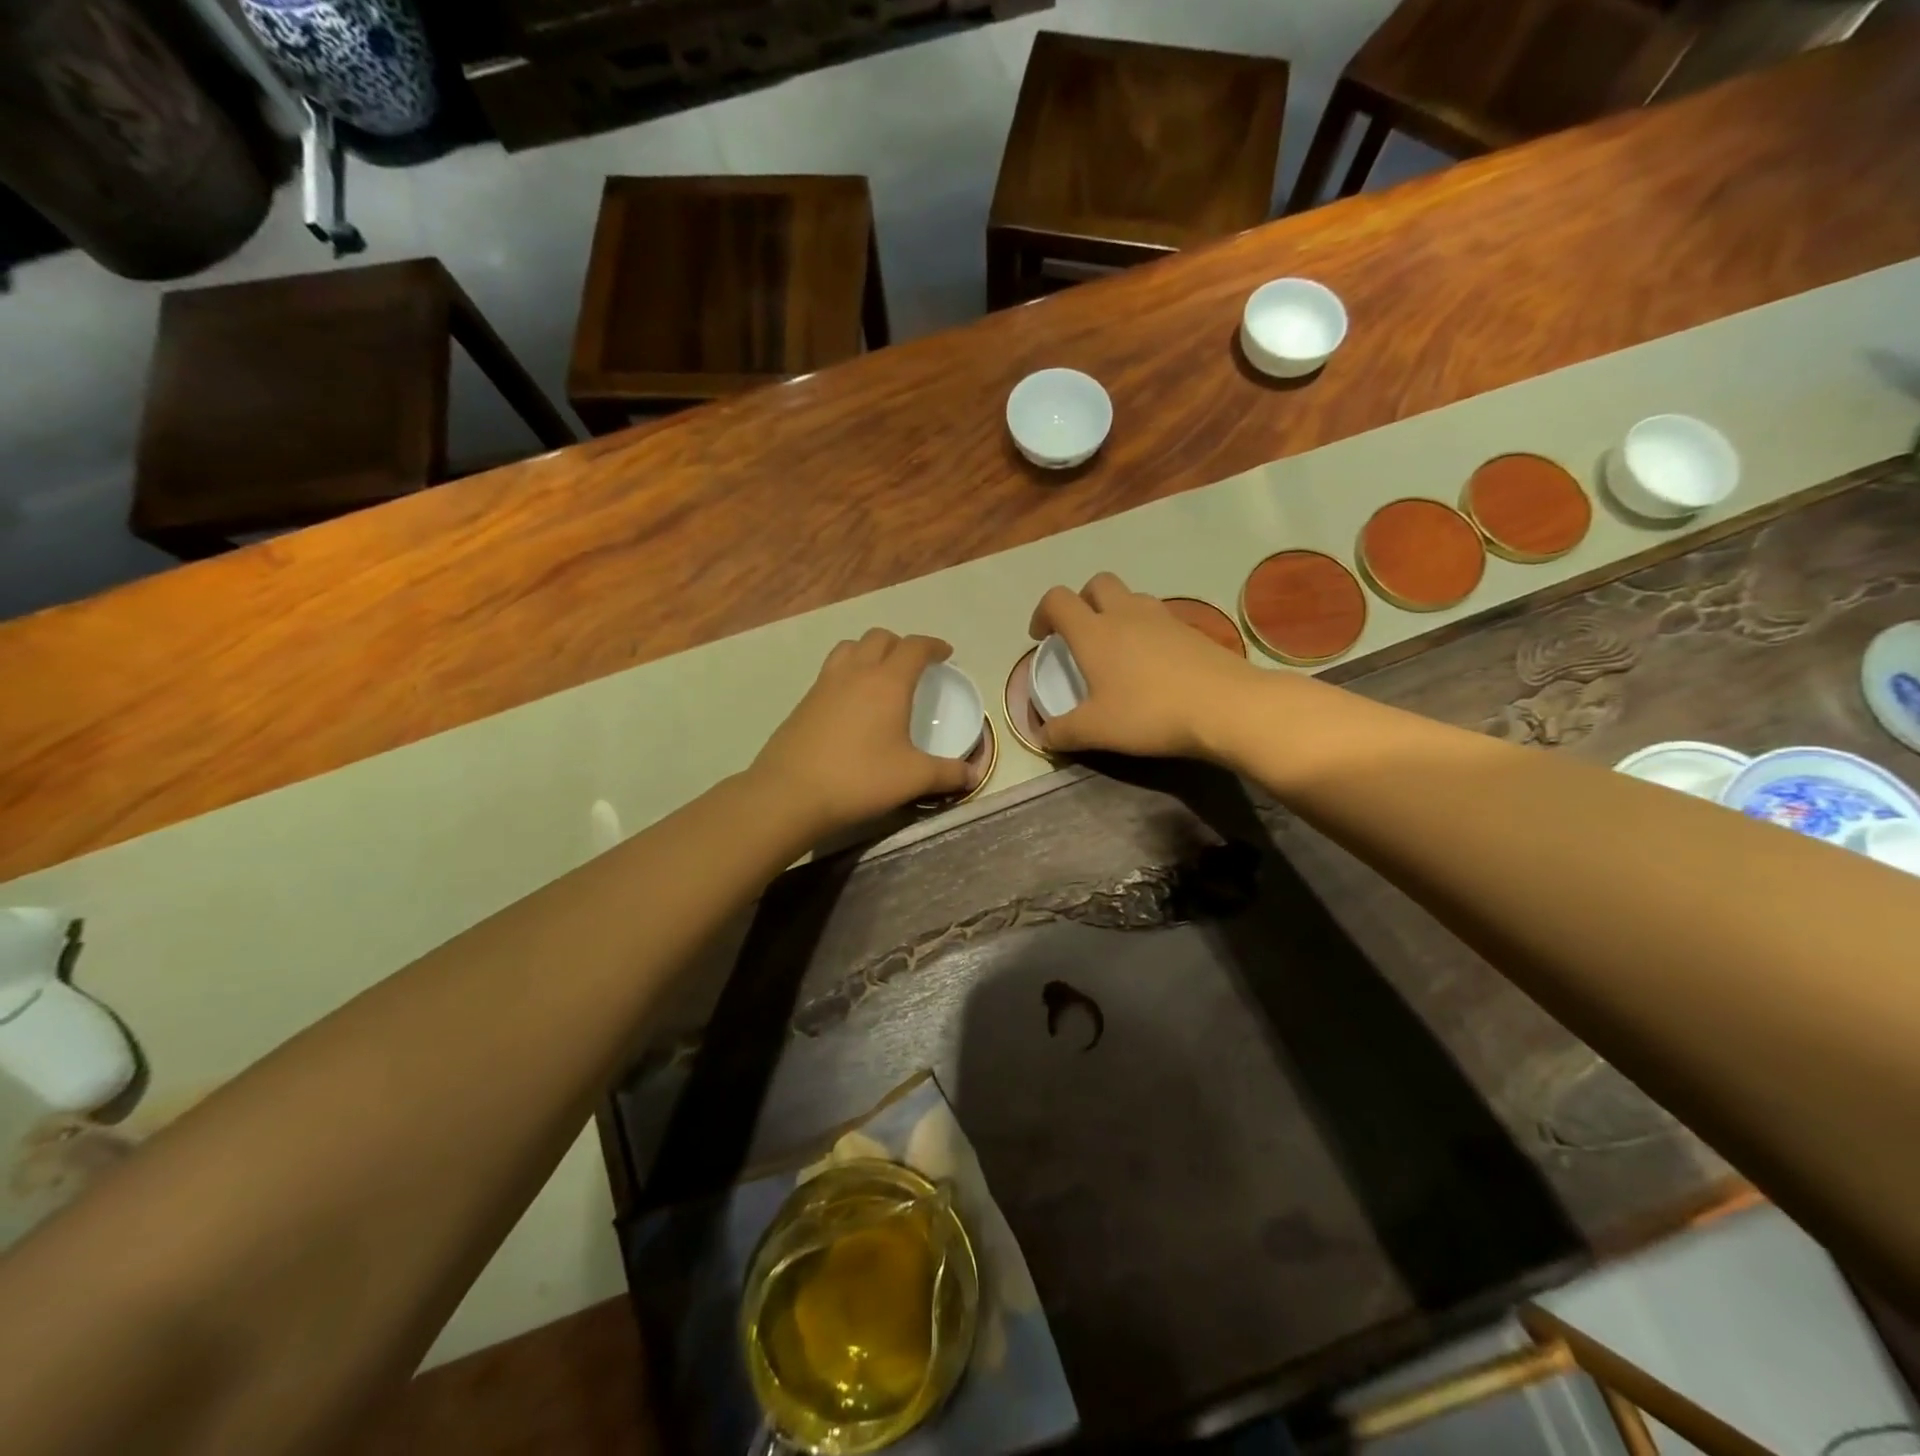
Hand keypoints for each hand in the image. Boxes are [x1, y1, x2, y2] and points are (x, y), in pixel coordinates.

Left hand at [751, 630, 973, 837]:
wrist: (790, 793)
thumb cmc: (859, 779)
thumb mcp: (912, 778)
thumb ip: (947, 774)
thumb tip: (972, 776)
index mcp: (888, 682)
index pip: (914, 647)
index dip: (933, 646)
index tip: (945, 654)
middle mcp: (856, 673)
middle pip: (880, 638)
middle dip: (901, 644)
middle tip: (914, 665)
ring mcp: (825, 684)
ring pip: (850, 647)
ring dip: (869, 651)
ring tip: (880, 673)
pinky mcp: (804, 702)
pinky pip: (831, 670)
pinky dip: (847, 672)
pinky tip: (851, 702)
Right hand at [1029, 573, 1260, 759]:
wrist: (1225, 706)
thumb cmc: (1149, 713)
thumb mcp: (1096, 731)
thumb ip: (1062, 732)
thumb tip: (1041, 735)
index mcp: (1094, 632)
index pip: (1058, 600)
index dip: (1042, 613)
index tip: (1042, 639)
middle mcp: (1126, 614)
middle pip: (1097, 584)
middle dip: (1082, 601)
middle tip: (1080, 634)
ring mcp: (1163, 618)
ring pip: (1131, 598)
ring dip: (1116, 612)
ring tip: (1116, 649)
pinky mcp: (1192, 631)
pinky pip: (1159, 618)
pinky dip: (1146, 631)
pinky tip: (1152, 665)